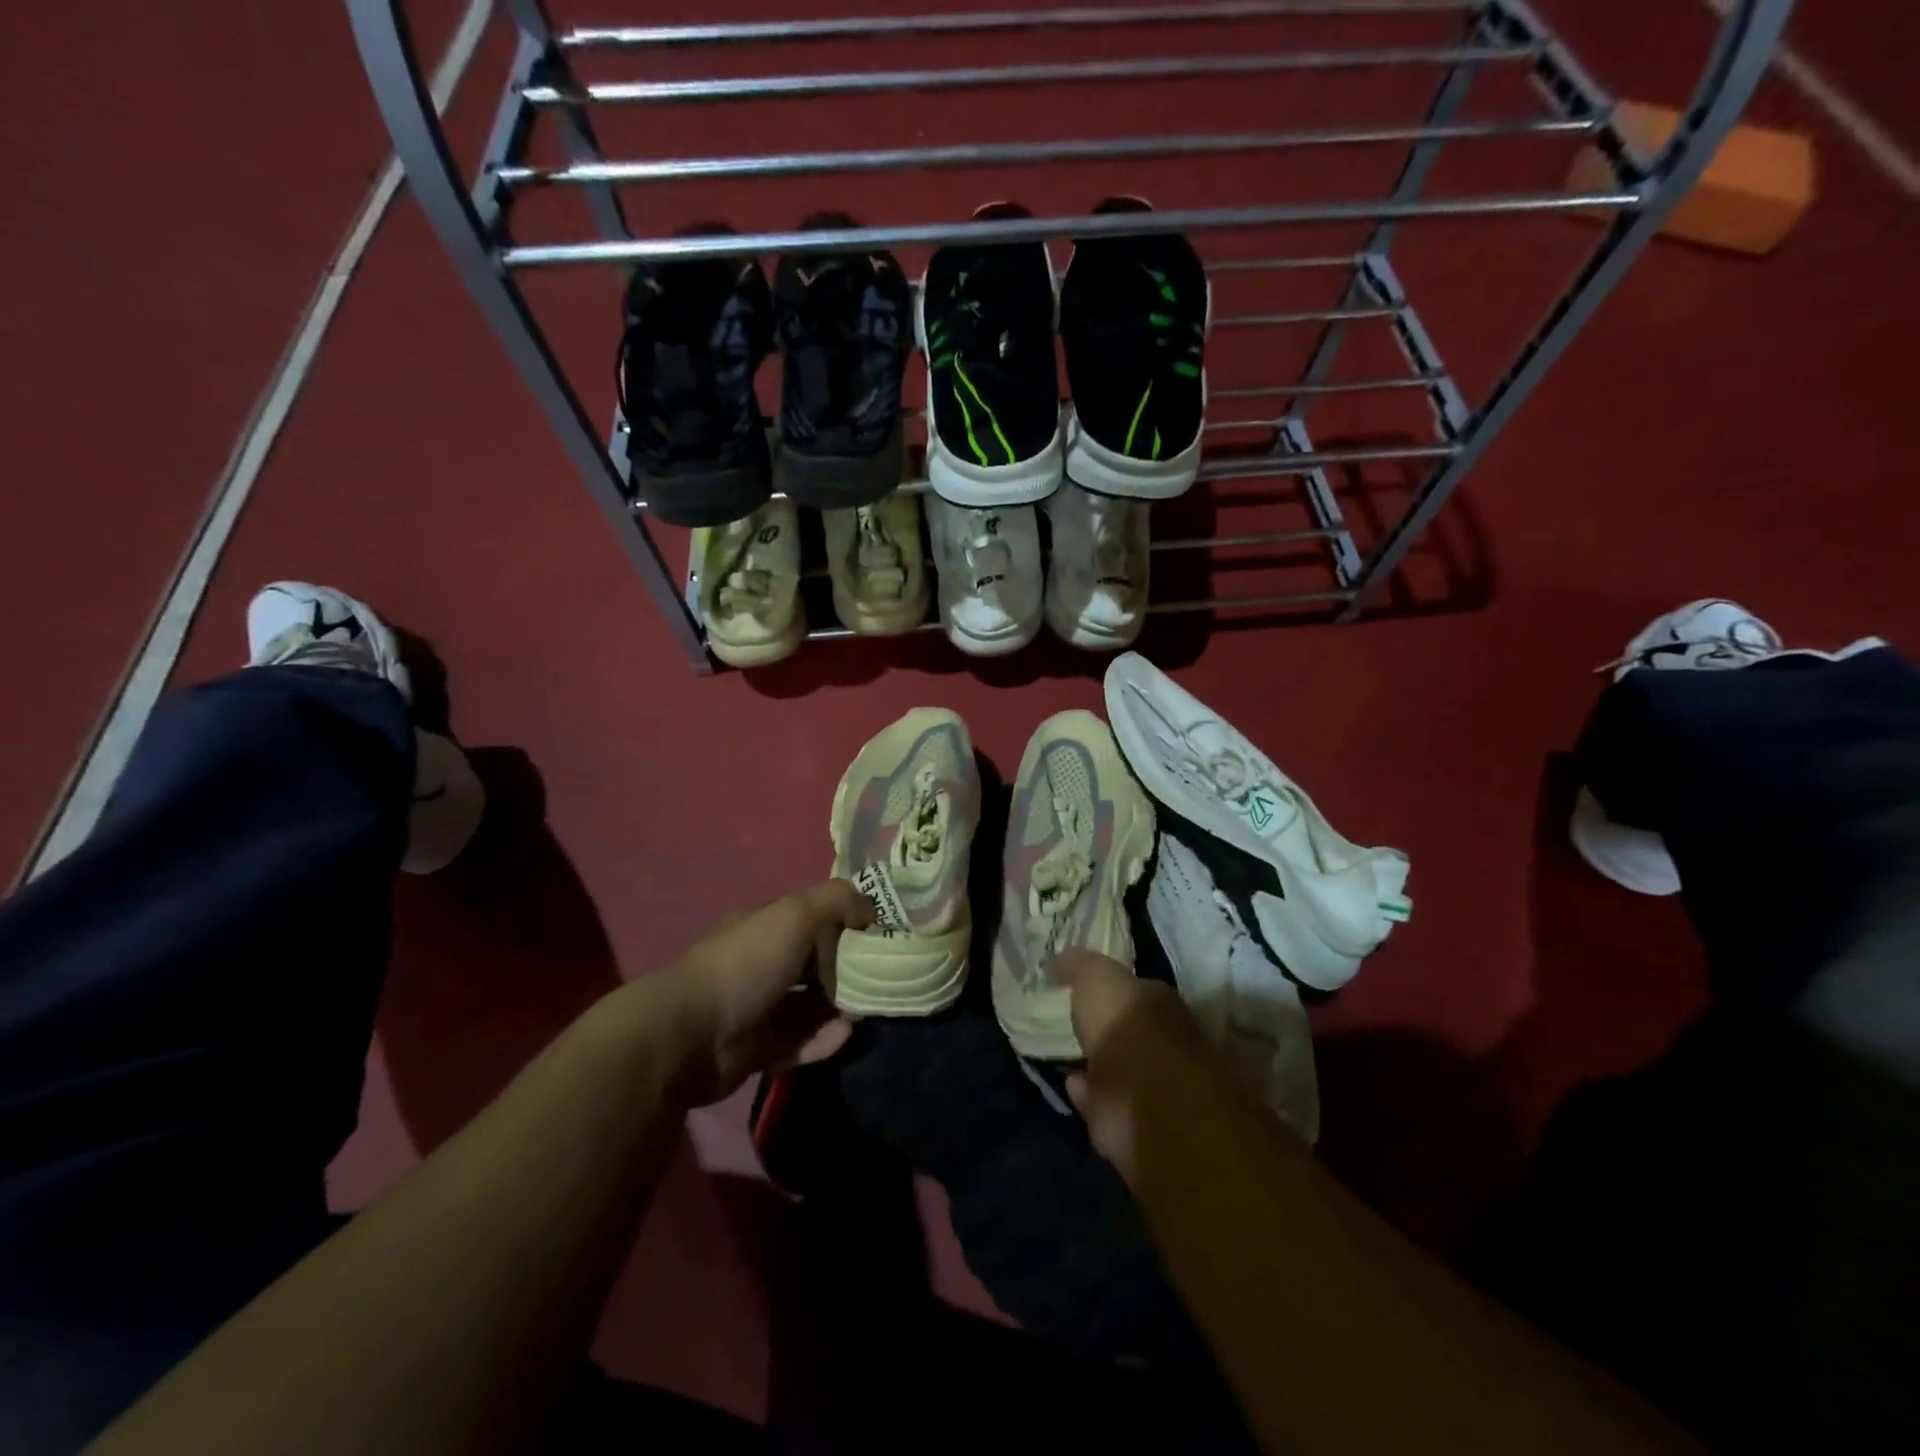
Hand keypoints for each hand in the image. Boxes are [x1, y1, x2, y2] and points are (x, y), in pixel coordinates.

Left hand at [661, 880, 873, 1106]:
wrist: (690, 1034)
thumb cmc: (746, 963)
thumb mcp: (795, 913)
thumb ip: (837, 900)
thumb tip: (871, 909)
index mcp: (768, 925)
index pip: (815, 917)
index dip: (848, 920)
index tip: (883, 932)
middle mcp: (764, 962)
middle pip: (816, 962)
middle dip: (849, 968)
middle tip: (884, 975)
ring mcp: (760, 1007)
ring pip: (811, 1005)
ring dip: (840, 1006)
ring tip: (871, 1007)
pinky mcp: (759, 1049)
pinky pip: (800, 1042)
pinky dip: (824, 1039)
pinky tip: (846, 1034)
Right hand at [1055, 949, 1211, 1179]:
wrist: (1142, 1095)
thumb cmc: (1125, 1022)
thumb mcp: (1097, 975)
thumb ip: (1078, 965)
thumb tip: (1058, 959)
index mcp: (1158, 1002)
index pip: (1134, 988)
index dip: (1111, 986)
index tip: (1084, 985)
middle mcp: (1160, 1042)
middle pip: (1129, 1029)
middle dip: (1106, 1026)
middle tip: (1074, 1019)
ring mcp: (1147, 1084)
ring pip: (1115, 1067)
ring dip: (1095, 1062)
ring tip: (1066, 1052)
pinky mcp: (1127, 1119)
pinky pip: (1099, 1099)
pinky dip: (1084, 1092)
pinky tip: (1067, 1081)